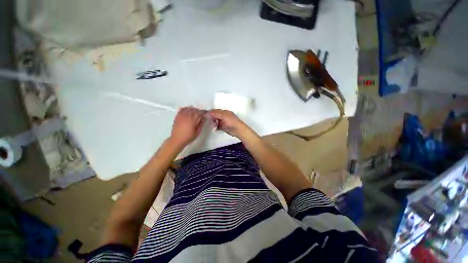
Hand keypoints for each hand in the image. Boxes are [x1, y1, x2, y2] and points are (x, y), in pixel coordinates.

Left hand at [170, 107, 205, 146]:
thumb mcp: (197, 132)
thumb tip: (204, 118)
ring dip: (193, 109)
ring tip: (195, 113)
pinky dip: (186, 109)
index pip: (200, 112)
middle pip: (195, 109)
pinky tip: (188, 112)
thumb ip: (201, 124)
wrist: (177, 139)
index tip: (206, 113)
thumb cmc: (188, 137)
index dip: (204, 112)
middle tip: (201, 114)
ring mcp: (181, 115)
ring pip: (189, 108)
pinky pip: (182, 109)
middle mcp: (187, 115)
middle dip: (199, 111)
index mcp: (193, 119)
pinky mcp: (177, 116)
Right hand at [208, 109, 247, 137]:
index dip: (210, 112)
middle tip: (207, 120)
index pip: (216, 111)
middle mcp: (224, 116)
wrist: (238, 130)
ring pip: (216, 121)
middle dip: (211, 118)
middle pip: (215, 116)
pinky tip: (214, 128)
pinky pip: (218, 126)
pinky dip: (215, 127)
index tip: (205, 114)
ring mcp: (224, 122)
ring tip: (212, 125)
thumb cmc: (232, 122)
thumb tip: (207, 112)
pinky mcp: (224, 127)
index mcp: (225, 112)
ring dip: (213, 123)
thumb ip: (215, 114)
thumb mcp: (223, 116)